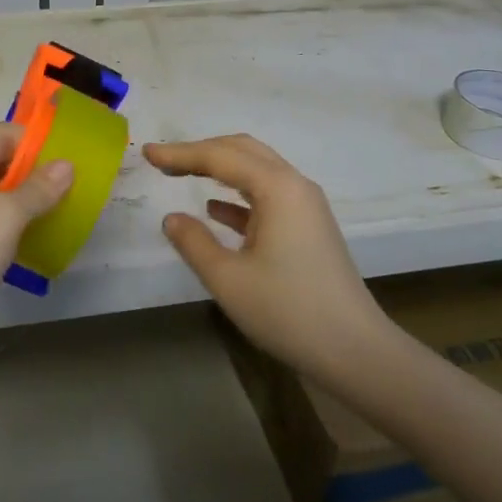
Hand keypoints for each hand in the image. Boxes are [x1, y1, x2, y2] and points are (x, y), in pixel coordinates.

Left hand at [0, 123, 72, 369]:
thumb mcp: (3, 218)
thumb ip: (38, 188)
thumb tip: (66, 166)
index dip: (36, 144)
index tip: (74, 159)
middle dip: (33, 171)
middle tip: (76, 185)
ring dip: (25, 199)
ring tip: (64, 208)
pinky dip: (12, 224)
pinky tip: (38, 235)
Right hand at [146, 135, 387, 383]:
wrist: (355, 351)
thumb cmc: (288, 311)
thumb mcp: (228, 279)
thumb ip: (194, 243)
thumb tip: (172, 218)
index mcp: (277, 188)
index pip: (219, 157)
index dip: (180, 153)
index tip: (147, 153)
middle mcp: (294, 185)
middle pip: (242, 150)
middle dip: (201, 151)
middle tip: (163, 160)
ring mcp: (305, 206)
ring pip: (256, 171)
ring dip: (219, 168)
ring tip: (182, 174)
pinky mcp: (308, 227)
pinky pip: (266, 196)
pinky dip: (237, 196)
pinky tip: (214, 210)